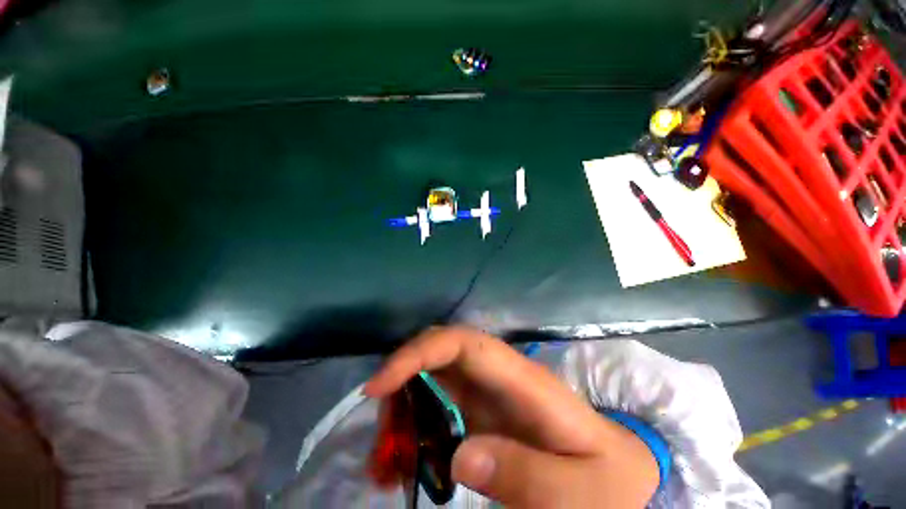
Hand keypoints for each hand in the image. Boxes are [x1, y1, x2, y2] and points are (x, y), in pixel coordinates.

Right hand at [364, 327, 658, 507]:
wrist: (621, 473)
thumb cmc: (608, 480)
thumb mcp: (579, 492)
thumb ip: (527, 477)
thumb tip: (461, 456)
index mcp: (521, 380)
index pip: (463, 342)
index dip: (419, 352)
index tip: (379, 386)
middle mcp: (498, 376)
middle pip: (440, 354)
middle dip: (401, 382)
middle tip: (380, 438)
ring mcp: (488, 392)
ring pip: (432, 378)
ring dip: (402, 409)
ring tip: (386, 462)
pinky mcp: (481, 411)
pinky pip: (438, 405)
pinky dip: (414, 427)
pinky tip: (405, 464)